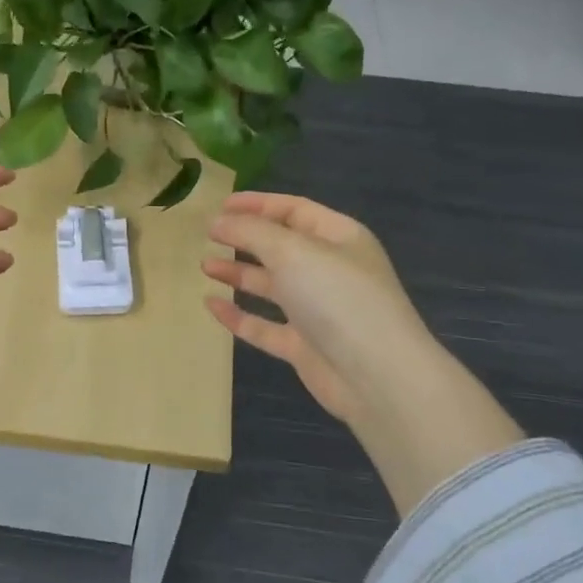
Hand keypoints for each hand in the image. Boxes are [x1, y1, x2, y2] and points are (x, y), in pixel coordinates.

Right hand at [203, 192, 520, 511]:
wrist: (377, 377)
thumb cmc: (338, 298)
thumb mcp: (292, 251)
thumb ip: (251, 231)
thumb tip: (218, 220)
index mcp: (339, 238)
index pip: (294, 210)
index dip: (257, 204)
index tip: (219, 205)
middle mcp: (330, 270)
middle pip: (281, 247)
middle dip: (244, 239)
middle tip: (208, 236)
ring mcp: (318, 311)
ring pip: (272, 286)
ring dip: (239, 274)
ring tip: (205, 266)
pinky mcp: (305, 346)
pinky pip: (265, 325)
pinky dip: (239, 315)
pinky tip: (211, 306)